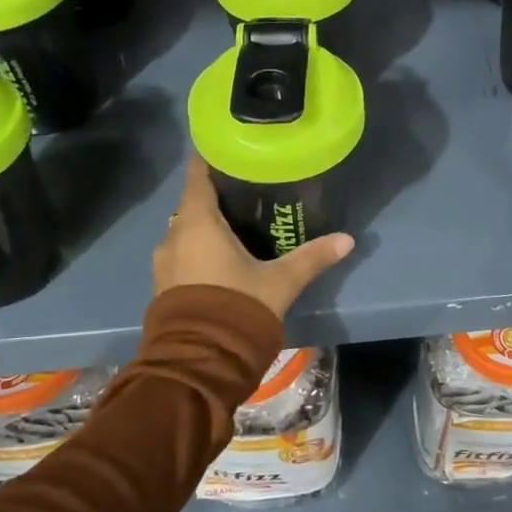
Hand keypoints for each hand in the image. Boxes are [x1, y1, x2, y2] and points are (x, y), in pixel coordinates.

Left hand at [153, 157, 354, 318]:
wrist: (199, 363)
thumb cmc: (237, 308)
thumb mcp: (280, 282)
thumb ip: (312, 257)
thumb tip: (347, 240)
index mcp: (197, 222)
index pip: (197, 174)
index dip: (212, 158)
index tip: (231, 148)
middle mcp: (174, 235)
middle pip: (193, 202)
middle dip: (217, 194)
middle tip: (249, 188)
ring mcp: (164, 262)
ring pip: (187, 229)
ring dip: (207, 224)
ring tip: (240, 222)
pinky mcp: (163, 285)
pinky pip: (182, 252)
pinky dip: (200, 247)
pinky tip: (224, 256)